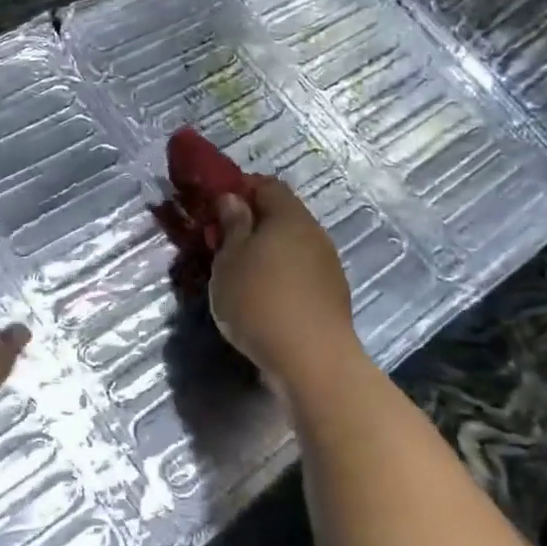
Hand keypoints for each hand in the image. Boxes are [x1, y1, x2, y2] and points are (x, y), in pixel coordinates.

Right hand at [209, 177, 358, 389]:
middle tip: (222, 243)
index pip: (266, 185)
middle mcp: (314, 233)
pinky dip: (280, 275)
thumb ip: (232, 225)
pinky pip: (300, 272)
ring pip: (291, 245)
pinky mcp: (331, 294)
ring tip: (239, 274)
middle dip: (251, 223)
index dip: (240, 189)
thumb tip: (233, 198)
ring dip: (266, 252)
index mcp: (289, 216)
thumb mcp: (229, 260)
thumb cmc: (260, 301)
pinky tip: (263, 298)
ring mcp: (327, 265)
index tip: (215, 207)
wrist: (312, 360)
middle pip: (281, 215)